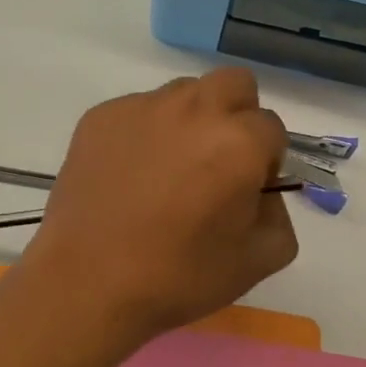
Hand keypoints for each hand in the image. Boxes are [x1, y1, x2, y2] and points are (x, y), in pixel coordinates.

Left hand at [23, 69, 297, 347]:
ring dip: (190, 120)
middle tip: (218, 161)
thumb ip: (279, 214)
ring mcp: (142, 106)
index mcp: (238, 141)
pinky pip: (138, 110)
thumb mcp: (257, 261)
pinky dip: (144, 132)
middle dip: (238, 115)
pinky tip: (129, 175)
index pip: (272, 128)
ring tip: (168, 169)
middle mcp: (193, 109)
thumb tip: (261, 189)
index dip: (265, 160)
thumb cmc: (177, 276)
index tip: (247, 189)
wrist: (86, 282)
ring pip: (184, 93)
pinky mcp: (101, 115)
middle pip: (234, 84)